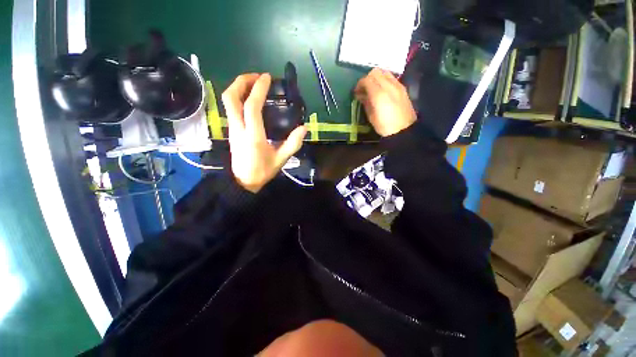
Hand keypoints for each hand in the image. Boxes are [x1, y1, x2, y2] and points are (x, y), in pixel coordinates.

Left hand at [222, 73, 306, 192]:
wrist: (243, 182)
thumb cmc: (262, 171)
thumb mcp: (281, 159)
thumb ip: (293, 144)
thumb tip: (304, 128)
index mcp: (253, 135)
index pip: (251, 106)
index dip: (258, 89)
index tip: (267, 78)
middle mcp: (238, 128)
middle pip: (231, 97)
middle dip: (242, 81)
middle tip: (257, 77)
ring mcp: (232, 128)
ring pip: (228, 101)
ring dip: (238, 87)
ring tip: (254, 84)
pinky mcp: (231, 130)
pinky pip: (231, 108)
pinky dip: (238, 97)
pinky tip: (250, 99)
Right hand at [354, 68, 416, 136]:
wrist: (404, 130)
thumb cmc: (385, 126)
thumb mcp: (371, 116)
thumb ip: (366, 102)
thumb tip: (361, 95)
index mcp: (379, 94)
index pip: (367, 80)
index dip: (359, 84)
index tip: (356, 92)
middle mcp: (389, 86)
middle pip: (376, 72)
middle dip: (367, 78)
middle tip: (364, 89)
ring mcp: (398, 85)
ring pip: (385, 72)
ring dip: (376, 77)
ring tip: (373, 89)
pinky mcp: (403, 88)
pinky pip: (391, 78)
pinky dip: (384, 80)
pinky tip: (382, 90)